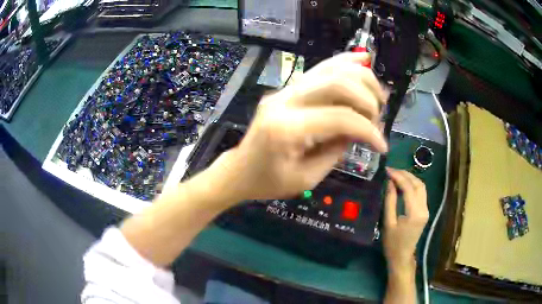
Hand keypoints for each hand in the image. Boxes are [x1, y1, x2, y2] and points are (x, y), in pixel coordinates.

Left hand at [211, 52, 387, 200]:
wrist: (240, 169)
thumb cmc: (269, 182)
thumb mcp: (306, 179)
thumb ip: (336, 151)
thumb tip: (360, 129)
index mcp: (287, 129)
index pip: (340, 118)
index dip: (368, 130)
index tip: (382, 146)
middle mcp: (285, 101)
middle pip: (337, 83)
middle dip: (366, 99)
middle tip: (378, 118)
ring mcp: (285, 90)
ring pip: (330, 70)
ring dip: (361, 78)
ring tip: (378, 95)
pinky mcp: (288, 88)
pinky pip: (319, 69)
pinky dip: (343, 63)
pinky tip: (362, 59)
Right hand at [383, 168, 428, 271]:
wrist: (402, 257)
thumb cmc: (392, 243)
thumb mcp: (388, 223)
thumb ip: (390, 201)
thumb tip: (389, 182)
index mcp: (415, 213)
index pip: (409, 188)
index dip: (398, 177)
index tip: (387, 170)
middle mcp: (424, 209)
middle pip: (418, 184)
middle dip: (405, 174)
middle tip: (391, 170)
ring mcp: (426, 209)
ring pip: (421, 186)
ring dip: (410, 178)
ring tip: (396, 175)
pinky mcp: (425, 211)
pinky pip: (421, 192)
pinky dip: (413, 185)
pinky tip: (403, 184)